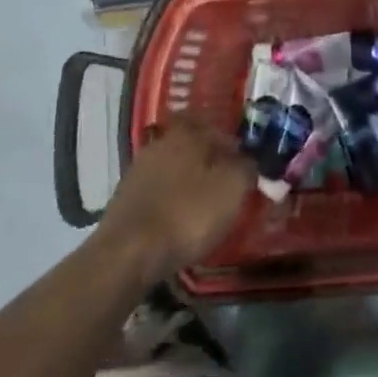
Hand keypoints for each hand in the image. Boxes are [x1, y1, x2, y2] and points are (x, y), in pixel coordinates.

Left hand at [97, 119, 252, 285]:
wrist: (129, 253)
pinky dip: (171, 200)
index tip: (244, 160)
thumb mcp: (232, 189)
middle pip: (192, 145)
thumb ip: (248, 168)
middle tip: (227, 183)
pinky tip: (180, 220)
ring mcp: (139, 169)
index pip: (214, 123)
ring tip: (206, 205)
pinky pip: (158, 191)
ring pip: (174, 168)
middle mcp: (160, 142)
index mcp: (187, 131)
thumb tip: (252, 160)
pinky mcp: (125, 197)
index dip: (231, 140)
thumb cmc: (188, 214)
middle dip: (210, 161)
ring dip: (189, 182)